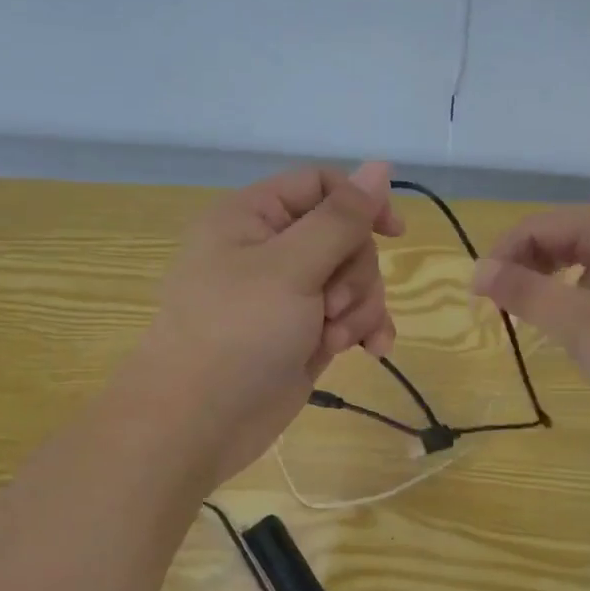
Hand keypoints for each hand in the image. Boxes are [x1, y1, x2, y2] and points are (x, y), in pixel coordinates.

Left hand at [131, 162, 404, 484]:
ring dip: (359, 307)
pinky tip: (373, 351)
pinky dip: (363, 329)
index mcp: (254, 216)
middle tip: (333, 305)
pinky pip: (350, 316)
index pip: (321, 186)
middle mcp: (272, 249)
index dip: (360, 203)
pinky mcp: (303, 333)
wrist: (197, 424)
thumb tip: (380, 166)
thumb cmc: (237, 332)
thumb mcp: (291, 267)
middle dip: (355, 272)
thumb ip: (341, 218)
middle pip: (345, 236)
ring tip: (336, 338)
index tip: (392, 232)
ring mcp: (289, 295)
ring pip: (353, 279)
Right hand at [471, 208, 589, 422]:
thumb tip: (478, 271)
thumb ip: (524, 292)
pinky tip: (579, 330)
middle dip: (524, 268)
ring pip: (579, 261)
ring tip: (536, 319)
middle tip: (504, 308)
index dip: (502, 255)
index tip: (480, 295)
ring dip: (549, 284)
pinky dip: (576, 298)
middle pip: (558, 237)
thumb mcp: (576, 321)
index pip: (537, 226)